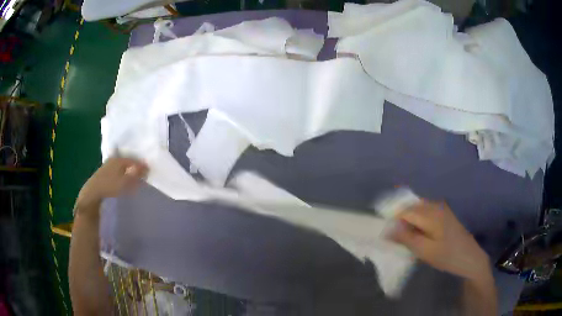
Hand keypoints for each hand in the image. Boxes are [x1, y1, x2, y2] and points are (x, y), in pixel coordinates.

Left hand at [77, 157, 147, 209]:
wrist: (93, 192)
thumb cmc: (110, 186)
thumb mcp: (125, 182)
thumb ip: (136, 175)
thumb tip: (146, 168)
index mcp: (119, 159)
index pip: (134, 160)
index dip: (142, 165)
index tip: (149, 170)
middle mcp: (113, 159)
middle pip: (127, 161)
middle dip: (135, 166)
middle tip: (142, 173)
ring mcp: (107, 165)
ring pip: (121, 166)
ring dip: (128, 170)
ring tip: (133, 177)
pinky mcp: (103, 172)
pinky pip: (117, 170)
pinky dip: (122, 173)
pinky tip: (123, 179)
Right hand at [388, 201, 490, 280]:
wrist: (470, 258)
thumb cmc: (448, 256)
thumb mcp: (425, 251)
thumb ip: (406, 238)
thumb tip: (387, 228)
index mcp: (431, 213)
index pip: (404, 210)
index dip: (392, 220)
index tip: (384, 234)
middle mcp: (435, 205)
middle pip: (410, 206)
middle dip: (399, 218)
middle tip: (392, 237)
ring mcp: (441, 209)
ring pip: (417, 209)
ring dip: (407, 220)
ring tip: (402, 237)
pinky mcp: (444, 215)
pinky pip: (425, 212)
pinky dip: (416, 221)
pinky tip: (416, 234)